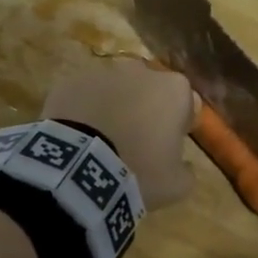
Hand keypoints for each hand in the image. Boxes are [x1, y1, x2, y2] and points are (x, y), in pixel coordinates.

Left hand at [44, 61, 199, 209]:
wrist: (78, 169)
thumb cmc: (139, 172)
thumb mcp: (177, 185)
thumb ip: (186, 171)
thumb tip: (183, 166)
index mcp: (174, 90)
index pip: (188, 103)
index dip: (180, 125)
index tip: (170, 147)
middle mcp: (142, 71)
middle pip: (151, 91)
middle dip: (147, 111)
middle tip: (137, 144)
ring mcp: (102, 73)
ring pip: (116, 90)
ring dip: (115, 108)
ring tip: (103, 142)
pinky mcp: (70, 82)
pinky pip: (85, 96)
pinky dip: (85, 111)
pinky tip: (79, 138)